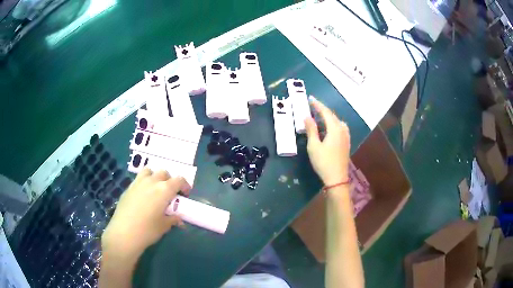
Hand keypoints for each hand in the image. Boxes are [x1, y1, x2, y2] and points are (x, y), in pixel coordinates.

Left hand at [101, 168, 190, 258]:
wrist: (124, 233)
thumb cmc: (148, 230)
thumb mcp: (164, 226)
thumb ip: (173, 219)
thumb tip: (179, 219)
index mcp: (164, 190)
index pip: (179, 180)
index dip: (185, 186)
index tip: (185, 195)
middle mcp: (151, 182)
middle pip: (164, 173)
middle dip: (169, 181)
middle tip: (170, 194)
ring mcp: (138, 183)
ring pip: (149, 171)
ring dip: (155, 177)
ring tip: (155, 190)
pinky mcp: (128, 188)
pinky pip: (138, 179)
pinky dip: (144, 183)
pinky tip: (143, 197)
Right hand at [304, 96, 350, 185]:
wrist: (337, 178)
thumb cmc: (323, 162)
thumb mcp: (313, 146)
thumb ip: (311, 130)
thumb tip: (307, 117)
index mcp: (335, 129)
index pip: (326, 112)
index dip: (318, 104)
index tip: (310, 98)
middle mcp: (342, 129)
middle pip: (332, 116)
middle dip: (322, 110)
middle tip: (312, 106)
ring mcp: (346, 136)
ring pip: (337, 121)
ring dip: (328, 117)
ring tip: (319, 116)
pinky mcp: (346, 142)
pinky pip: (340, 127)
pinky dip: (332, 124)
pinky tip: (328, 128)